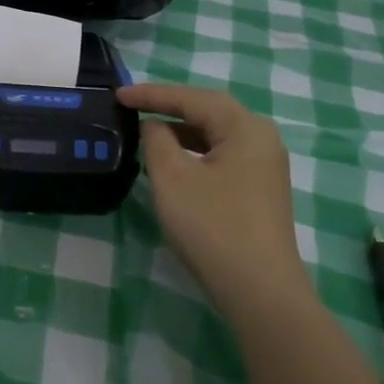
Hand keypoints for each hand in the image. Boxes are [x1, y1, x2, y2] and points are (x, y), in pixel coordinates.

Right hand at [118, 83, 314, 305]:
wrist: (259, 289)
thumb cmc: (212, 226)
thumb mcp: (173, 179)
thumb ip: (157, 142)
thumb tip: (154, 127)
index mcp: (245, 128)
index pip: (193, 98)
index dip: (152, 94)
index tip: (118, 95)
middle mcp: (262, 139)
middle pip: (210, 112)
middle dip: (170, 107)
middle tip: (133, 106)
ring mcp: (265, 166)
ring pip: (217, 136)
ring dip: (182, 132)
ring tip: (147, 134)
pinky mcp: (261, 191)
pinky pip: (223, 157)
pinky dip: (195, 153)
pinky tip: (174, 164)